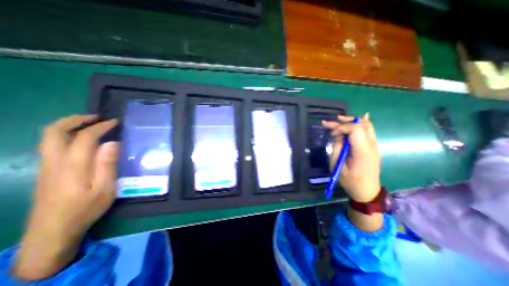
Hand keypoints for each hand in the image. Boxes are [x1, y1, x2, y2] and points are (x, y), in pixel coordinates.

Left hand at [13, 115, 119, 279]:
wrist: (52, 232)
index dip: (100, 127)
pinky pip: (50, 145)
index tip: (114, 122)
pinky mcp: (45, 171)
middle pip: (55, 132)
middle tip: (96, 117)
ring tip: (89, 124)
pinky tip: (79, 140)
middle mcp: (55, 162)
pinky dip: (64, 135)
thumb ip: (107, 165)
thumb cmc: (85, 209)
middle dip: (75, 119)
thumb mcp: (105, 188)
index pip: (85, 137)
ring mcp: (46, 166)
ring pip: (49, 137)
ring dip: (68, 125)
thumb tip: (112, 143)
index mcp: (73, 166)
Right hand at [322, 113, 381, 201]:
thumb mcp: (337, 165)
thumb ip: (337, 148)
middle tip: (330, 123)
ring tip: (338, 120)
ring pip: (366, 126)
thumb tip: (338, 136)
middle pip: (362, 124)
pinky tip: (356, 119)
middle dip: (345, 121)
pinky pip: (369, 131)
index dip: (342, 127)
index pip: (356, 129)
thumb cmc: (349, 181)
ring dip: (352, 121)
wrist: (366, 192)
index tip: (332, 134)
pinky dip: (360, 124)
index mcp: (362, 151)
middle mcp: (372, 145)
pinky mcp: (372, 147)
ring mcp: (374, 146)